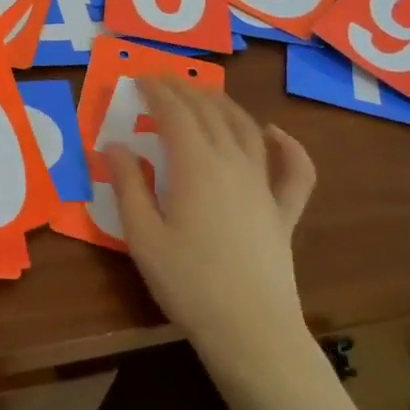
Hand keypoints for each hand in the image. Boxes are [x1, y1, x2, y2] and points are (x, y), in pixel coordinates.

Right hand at [108, 79, 316, 363]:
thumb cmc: (188, 283)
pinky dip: (288, 146)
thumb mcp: (142, 236)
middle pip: (210, 113)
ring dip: (224, 105)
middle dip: (185, 90)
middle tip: (164, 80)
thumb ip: (128, 186)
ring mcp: (263, 186)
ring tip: (205, 95)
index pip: (175, 113)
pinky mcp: (283, 212)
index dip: (157, 91)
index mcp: (196, 166)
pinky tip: (276, 133)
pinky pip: (294, 170)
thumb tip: (115, 146)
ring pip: (247, 129)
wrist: (250, 330)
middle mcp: (233, 164)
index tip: (140, 79)